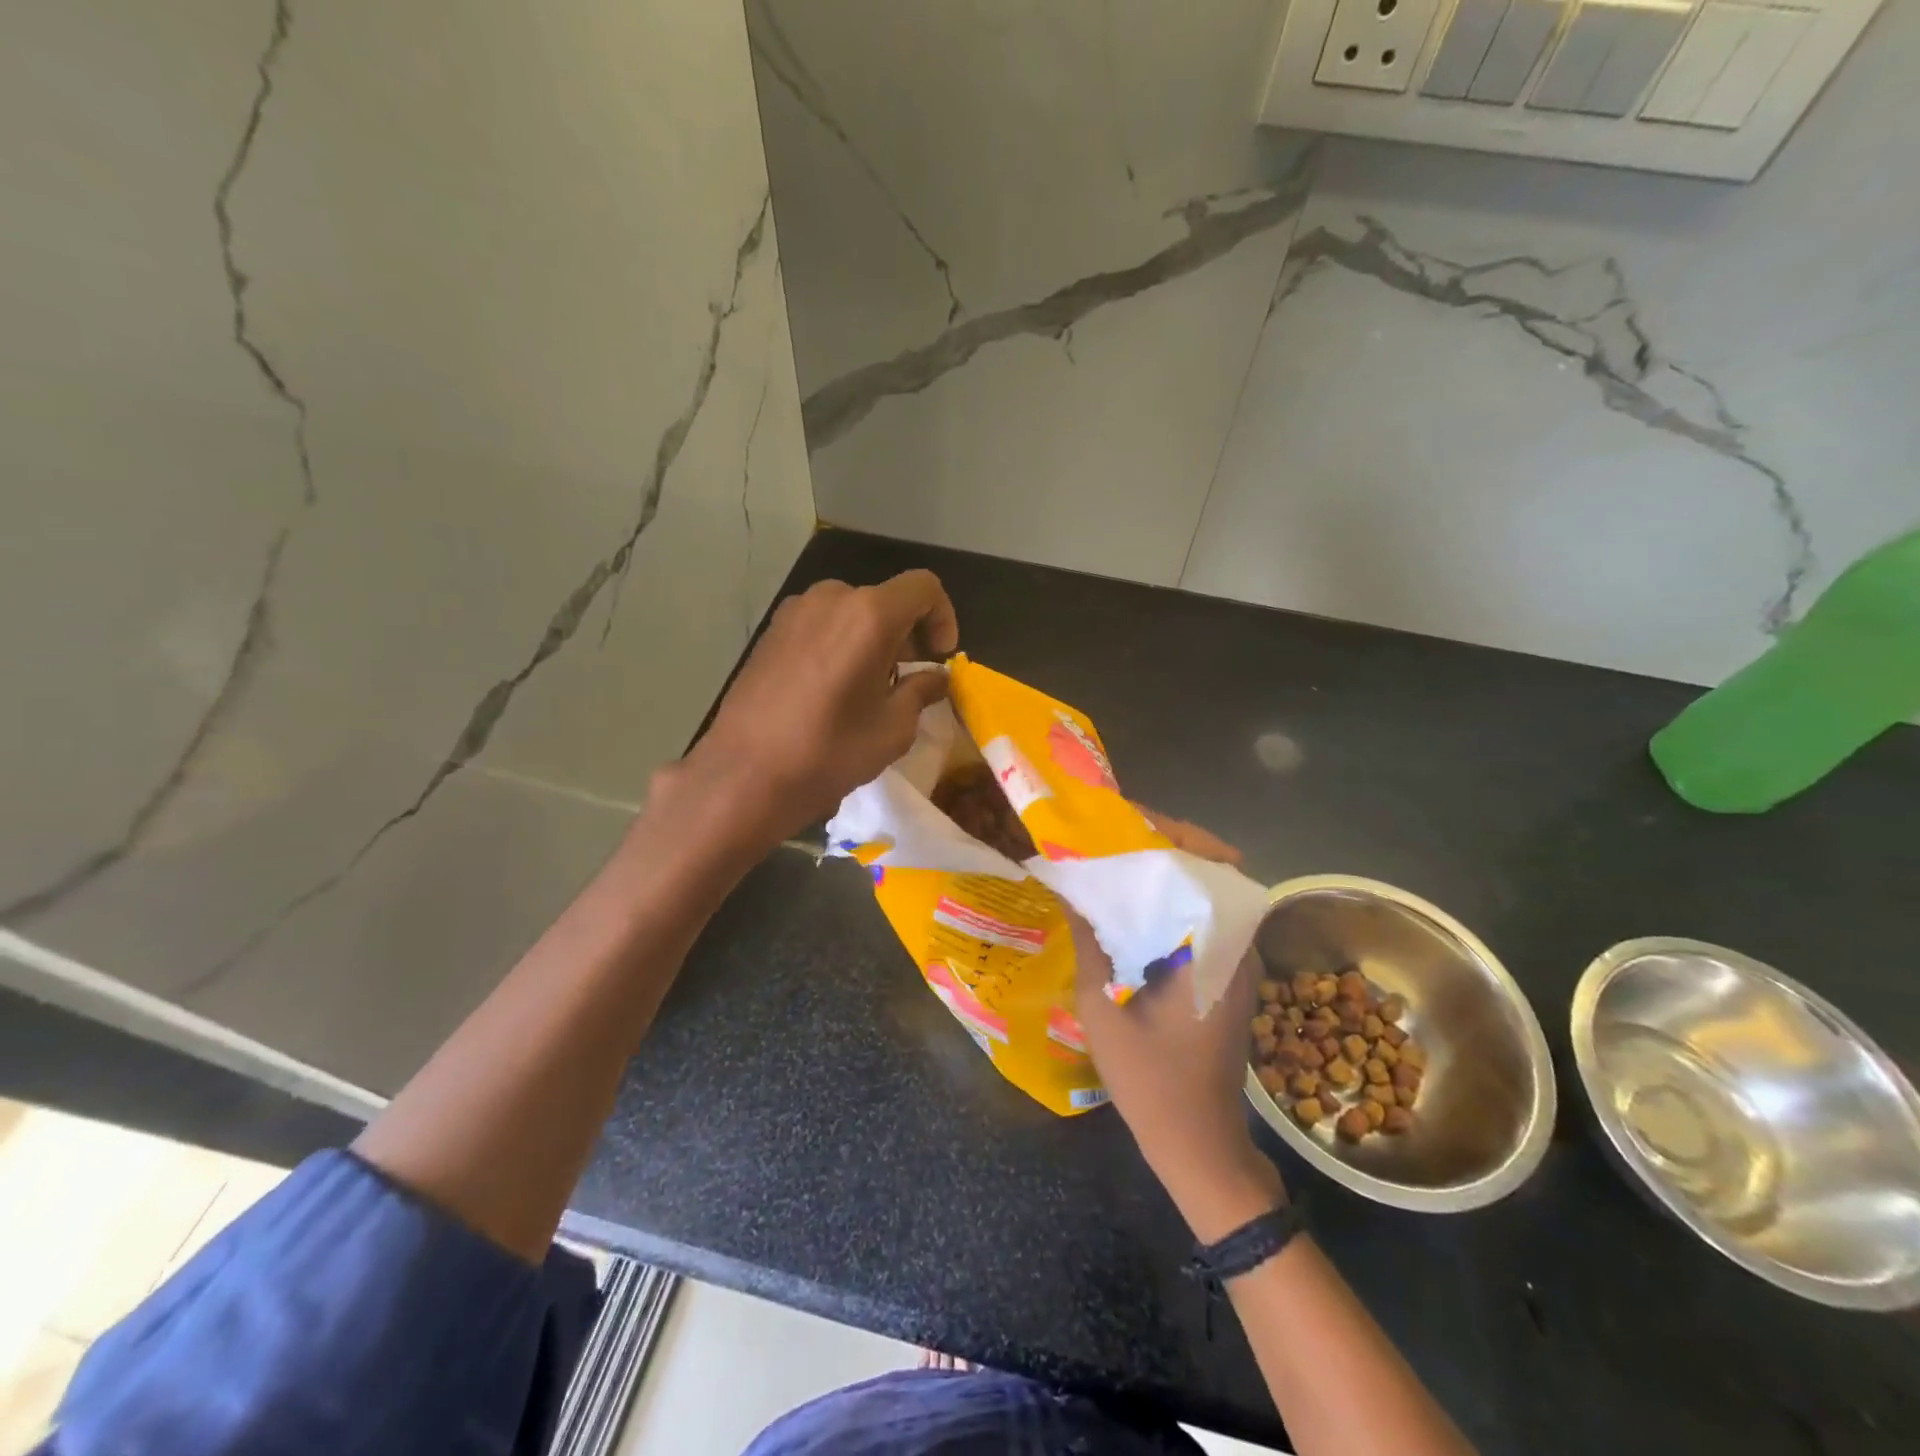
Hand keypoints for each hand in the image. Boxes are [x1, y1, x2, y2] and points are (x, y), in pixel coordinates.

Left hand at [667, 571, 959, 847]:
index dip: (943, 617)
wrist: (744, 774)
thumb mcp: (892, 728)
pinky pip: (822, 625)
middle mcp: (831, 599)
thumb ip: (921, 691)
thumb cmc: (829, 751)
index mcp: (869, 615)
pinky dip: (842, 643)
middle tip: (910, 677)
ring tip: (871, 687)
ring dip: (874, 639)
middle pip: (886, 599)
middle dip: (908, 633)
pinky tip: (834, 688)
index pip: (924, 588)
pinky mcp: (771, 632)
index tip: (938, 658)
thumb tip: (935, 678)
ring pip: (851, 611)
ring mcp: (794, 612)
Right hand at [1070, 812, 1280, 1240]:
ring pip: (1206, 894)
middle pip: (1208, 870)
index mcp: (1216, 945)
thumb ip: (1089, 938)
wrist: (1199, 1145)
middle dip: (1162, 845)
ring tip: (1115, 863)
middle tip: (1111, 836)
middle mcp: (1238, 943)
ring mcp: (1237, 961)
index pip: (1204, 861)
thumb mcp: (1102, 1005)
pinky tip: (1130, 910)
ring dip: (1166, 873)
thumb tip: (1070, 885)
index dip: (1168, 830)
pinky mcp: (1228, 976)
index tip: (1124, 818)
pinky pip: (1202, 920)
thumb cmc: (1150, 1079)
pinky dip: (1170, 904)